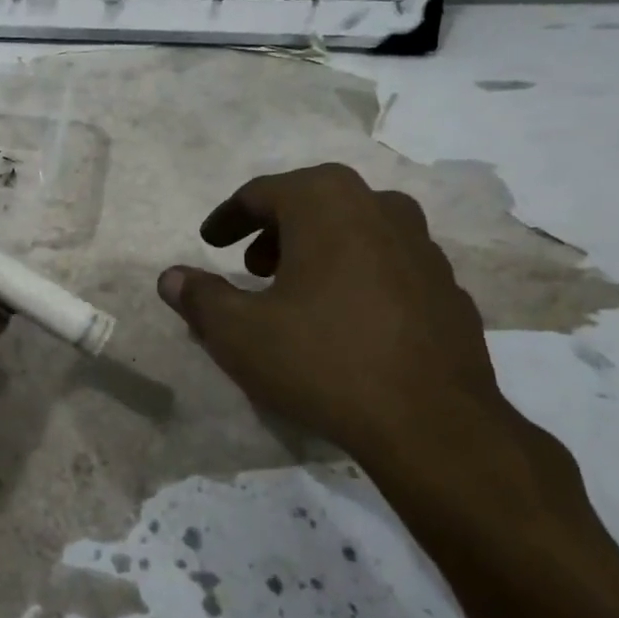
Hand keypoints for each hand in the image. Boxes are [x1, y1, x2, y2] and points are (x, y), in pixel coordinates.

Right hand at [155, 164, 518, 491]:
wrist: (433, 424)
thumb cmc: (323, 360)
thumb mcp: (239, 333)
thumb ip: (199, 297)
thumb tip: (170, 277)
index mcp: (326, 202)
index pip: (261, 193)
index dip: (228, 218)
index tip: (209, 242)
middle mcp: (379, 207)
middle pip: (312, 204)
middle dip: (273, 231)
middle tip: (250, 267)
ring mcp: (422, 246)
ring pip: (355, 230)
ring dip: (317, 250)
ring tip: (295, 292)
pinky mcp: (447, 287)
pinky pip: (387, 266)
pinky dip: (357, 277)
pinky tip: (346, 320)